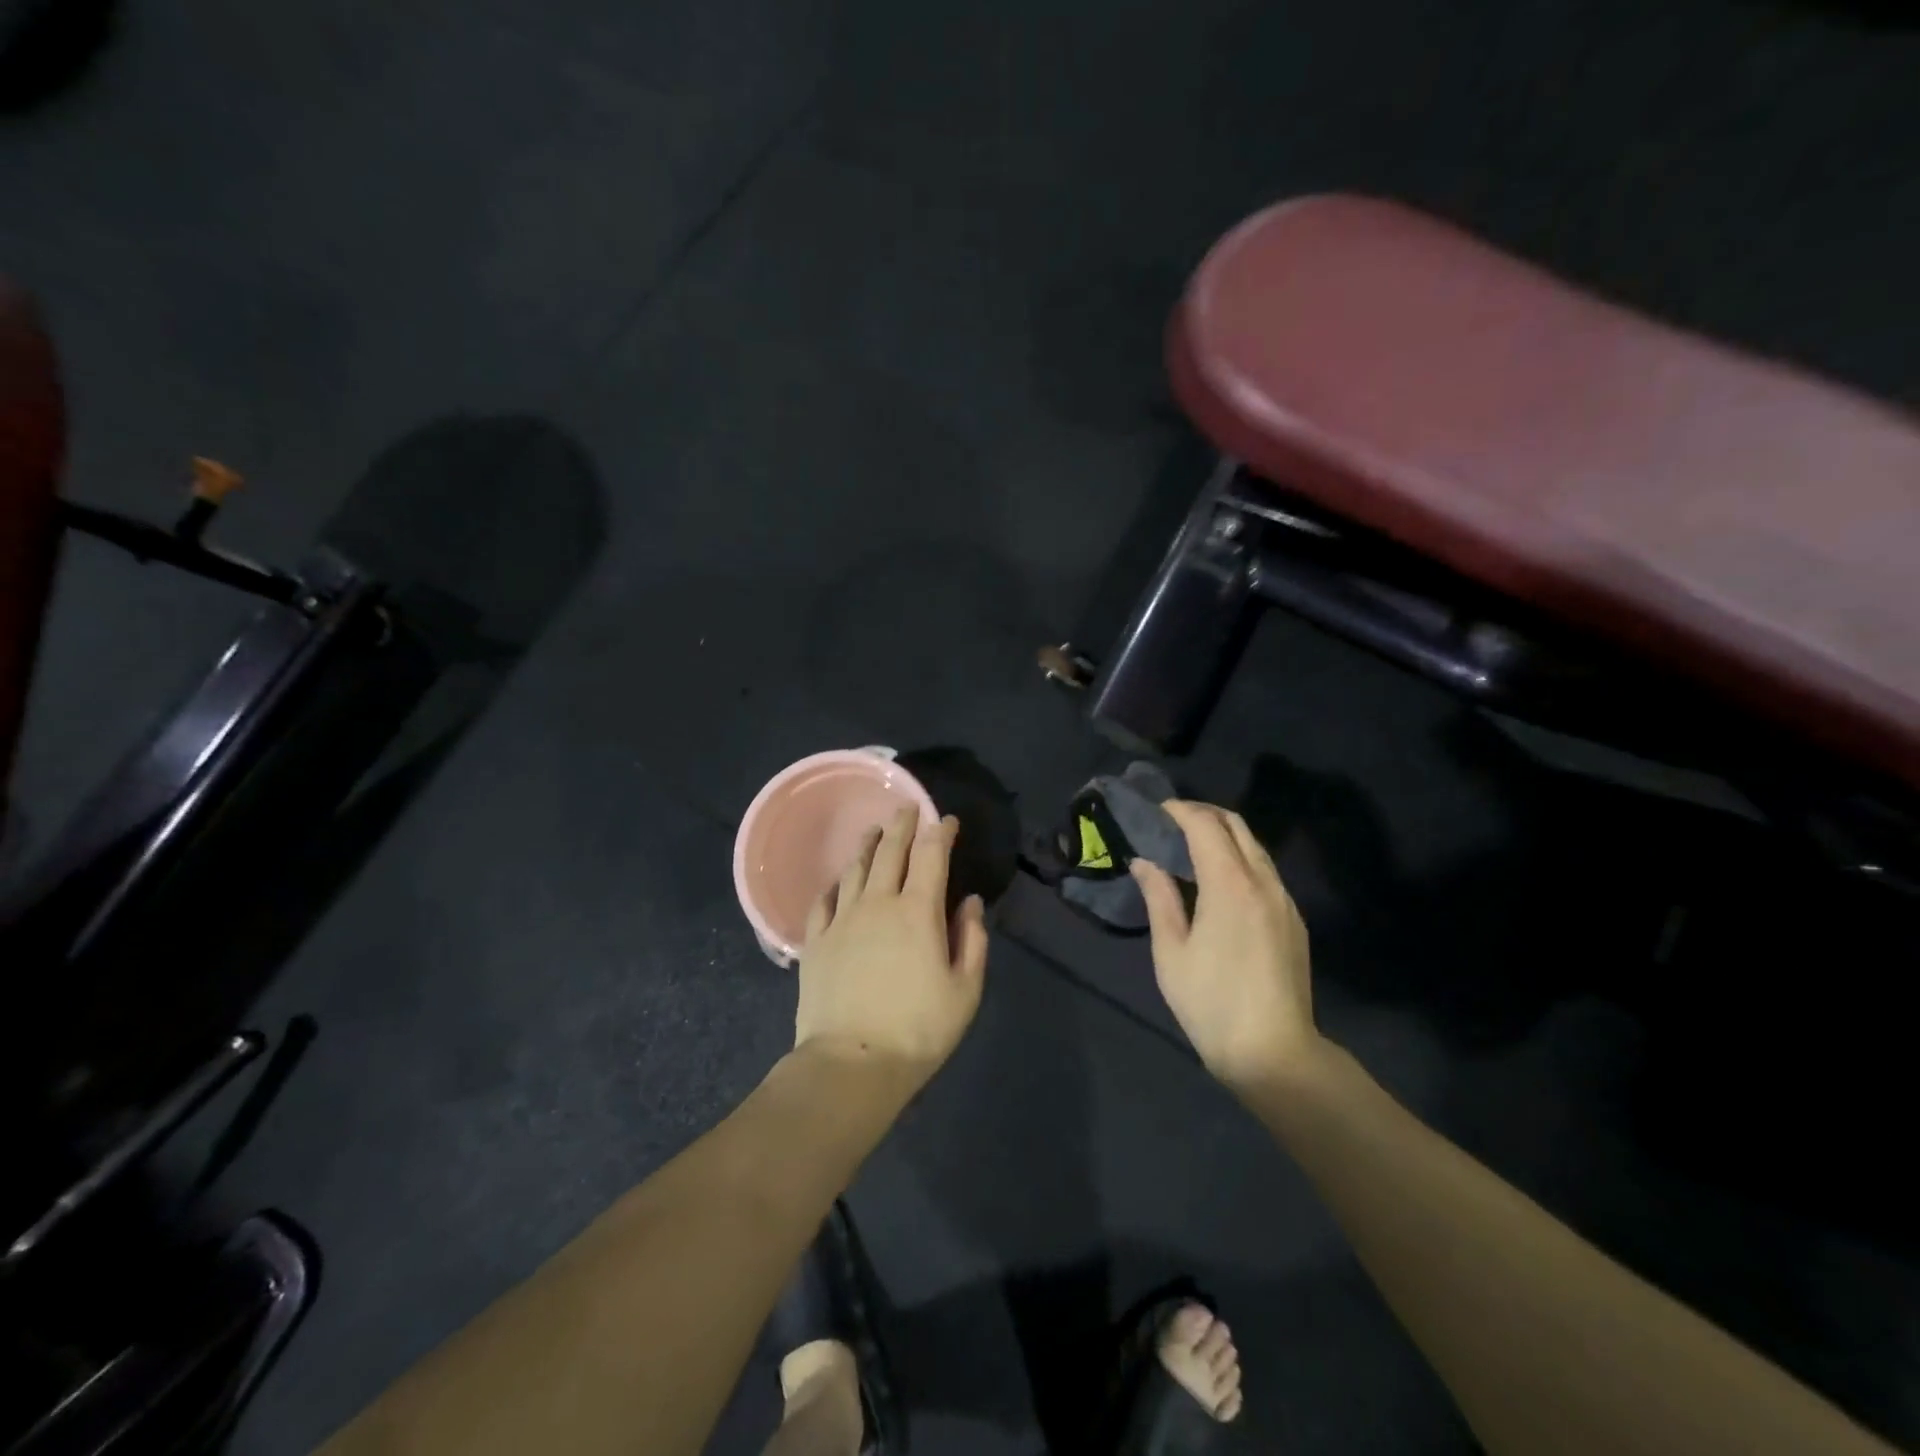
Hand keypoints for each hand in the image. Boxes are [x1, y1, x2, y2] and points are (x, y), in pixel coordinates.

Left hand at [794, 806, 988, 1089]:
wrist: (851, 1063)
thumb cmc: (918, 1029)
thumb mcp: (965, 990)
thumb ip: (972, 940)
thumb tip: (970, 902)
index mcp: (918, 911)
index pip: (931, 855)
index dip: (940, 831)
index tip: (947, 820)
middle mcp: (878, 902)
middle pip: (890, 850)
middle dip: (902, 824)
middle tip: (907, 807)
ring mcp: (842, 919)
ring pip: (855, 868)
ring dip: (868, 844)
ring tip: (874, 830)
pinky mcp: (815, 941)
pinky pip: (824, 900)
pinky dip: (835, 884)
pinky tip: (838, 881)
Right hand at [1131, 800, 1323, 1091]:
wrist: (1274, 1052)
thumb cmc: (1211, 1002)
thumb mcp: (1171, 952)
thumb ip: (1159, 898)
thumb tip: (1144, 862)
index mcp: (1229, 885)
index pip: (1206, 826)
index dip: (1180, 811)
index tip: (1158, 811)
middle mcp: (1263, 882)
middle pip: (1237, 826)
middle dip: (1204, 814)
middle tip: (1173, 821)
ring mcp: (1284, 901)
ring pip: (1255, 848)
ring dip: (1225, 836)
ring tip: (1193, 847)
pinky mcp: (1294, 920)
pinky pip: (1266, 872)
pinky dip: (1241, 859)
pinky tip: (1221, 881)